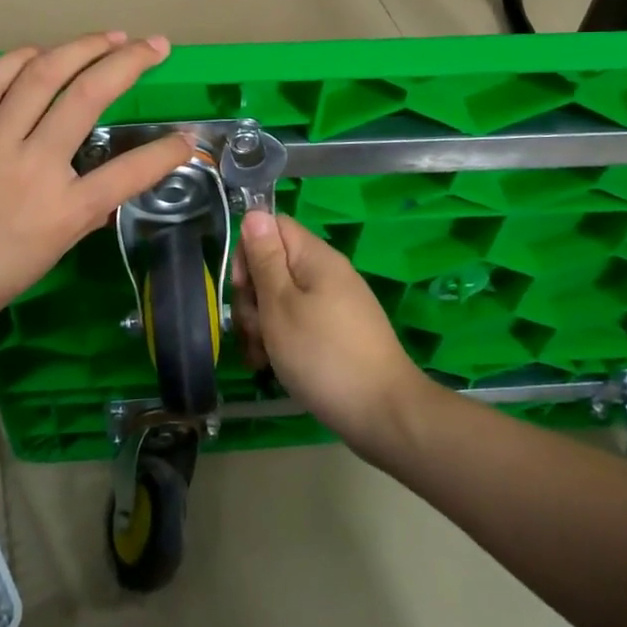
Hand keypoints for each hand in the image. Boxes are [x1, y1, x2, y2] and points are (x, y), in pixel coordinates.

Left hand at [0, 32, 194, 340]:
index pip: (128, 174)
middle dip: (129, 63)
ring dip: (81, 48)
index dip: (167, 153)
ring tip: (109, 36)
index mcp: (62, 211)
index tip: (189, 138)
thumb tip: (108, 192)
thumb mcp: (47, 257)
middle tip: (155, 46)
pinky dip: (18, 59)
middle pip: (89, 99)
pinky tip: (40, 51)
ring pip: (42, 76)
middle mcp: (34, 166)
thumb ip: (82, 217)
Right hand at [233, 212, 430, 455]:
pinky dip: (281, 340)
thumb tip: (255, 212)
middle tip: (254, 330)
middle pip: (274, 265)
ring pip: (282, 299)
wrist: (383, 414)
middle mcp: (326, 273)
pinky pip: (299, 323)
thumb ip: (265, 258)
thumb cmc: (323, 355)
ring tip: (261, 357)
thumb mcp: (281, 305)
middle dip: (252, 297)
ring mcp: (334, 304)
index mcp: (316, 257)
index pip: (272, 227)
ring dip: (262, 324)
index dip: (248, 251)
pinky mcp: (336, 333)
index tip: (243, 288)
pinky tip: (272, 367)